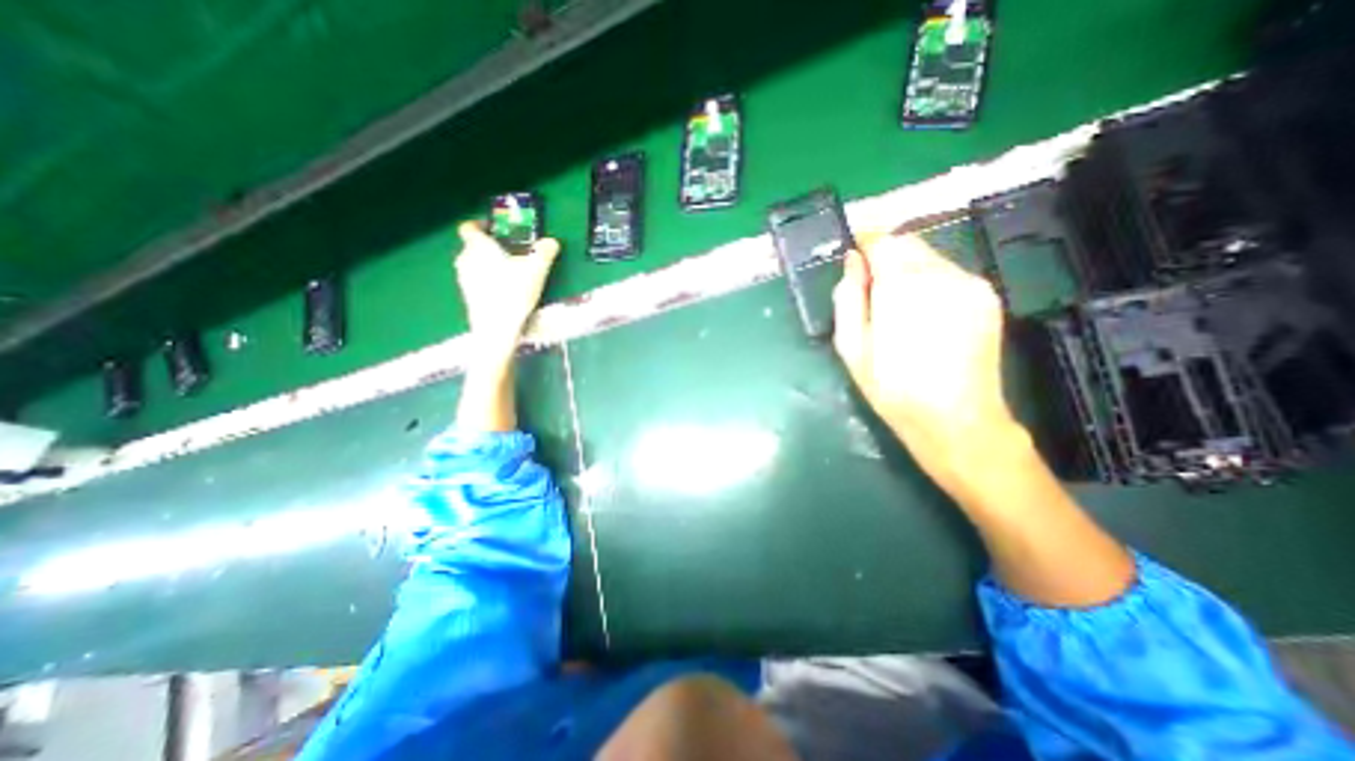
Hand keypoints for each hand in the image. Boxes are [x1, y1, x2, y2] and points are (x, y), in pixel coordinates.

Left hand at [455, 216, 560, 349]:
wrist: (497, 327)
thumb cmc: (514, 291)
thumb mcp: (537, 268)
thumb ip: (544, 251)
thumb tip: (551, 241)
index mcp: (478, 246)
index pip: (469, 227)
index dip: (480, 225)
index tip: (495, 230)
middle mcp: (465, 259)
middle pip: (473, 247)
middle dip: (491, 249)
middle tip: (512, 255)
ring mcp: (464, 280)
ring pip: (475, 266)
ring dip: (490, 267)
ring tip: (512, 276)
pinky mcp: (468, 298)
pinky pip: (478, 283)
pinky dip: (489, 283)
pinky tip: (506, 294)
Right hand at [833, 231, 1022, 485]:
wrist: (956, 419)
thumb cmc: (892, 388)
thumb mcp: (851, 347)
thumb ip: (848, 297)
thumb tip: (852, 261)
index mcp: (902, 286)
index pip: (882, 241)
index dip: (865, 243)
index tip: (854, 255)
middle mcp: (941, 274)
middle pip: (908, 243)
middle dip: (886, 255)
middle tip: (870, 285)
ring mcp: (970, 283)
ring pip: (930, 256)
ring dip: (908, 268)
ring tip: (897, 304)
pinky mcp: (988, 296)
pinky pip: (950, 273)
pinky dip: (930, 280)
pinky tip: (924, 313)